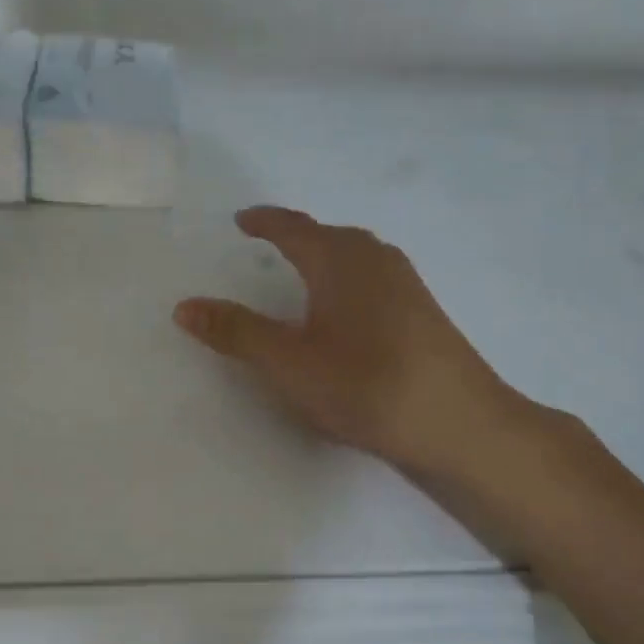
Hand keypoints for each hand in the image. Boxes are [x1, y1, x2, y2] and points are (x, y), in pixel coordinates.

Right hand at [174, 207, 533, 474]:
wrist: (459, 424)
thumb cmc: (366, 385)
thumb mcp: (289, 363)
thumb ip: (237, 333)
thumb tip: (185, 306)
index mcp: (340, 260)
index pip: (294, 229)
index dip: (265, 222)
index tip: (242, 220)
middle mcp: (376, 260)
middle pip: (329, 236)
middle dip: (297, 237)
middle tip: (268, 243)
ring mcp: (407, 285)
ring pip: (356, 257)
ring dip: (326, 257)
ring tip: (303, 274)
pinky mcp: (423, 313)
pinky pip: (374, 279)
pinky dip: (347, 281)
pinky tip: (346, 312)